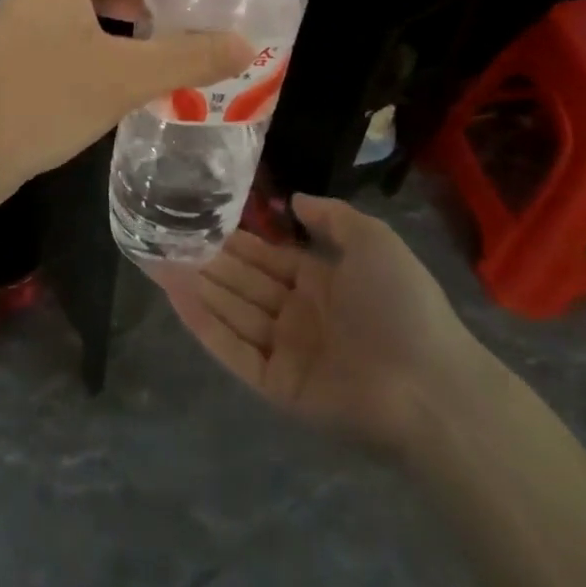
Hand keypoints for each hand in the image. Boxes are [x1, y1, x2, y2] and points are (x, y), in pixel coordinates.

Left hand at [0, 0, 252, 204]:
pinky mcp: (23, 47)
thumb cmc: (44, 99)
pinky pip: (75, 21)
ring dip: (131, 1)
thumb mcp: (125, 77)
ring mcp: (28, 15)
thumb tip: (246, 44)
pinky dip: (109, 27)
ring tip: (173, 23)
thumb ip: (189, 58)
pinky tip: (133, 59)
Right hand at [158, 196, 493, 456]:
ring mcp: (285, 351)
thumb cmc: (402, 304)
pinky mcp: (276, 386)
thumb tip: (294, 200)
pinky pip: (234, 351)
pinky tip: (175, 297)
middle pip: (241, 282)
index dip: (232, 237)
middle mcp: (297, 314)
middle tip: (161, 234)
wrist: (431, 384)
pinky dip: (204, 325)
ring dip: (195, 286)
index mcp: (319, 282)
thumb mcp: (372, 240)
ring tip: (155, 259)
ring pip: (231, 311)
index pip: (264, 256)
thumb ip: (332, 216)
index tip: (196, 216)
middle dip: (204, 259)